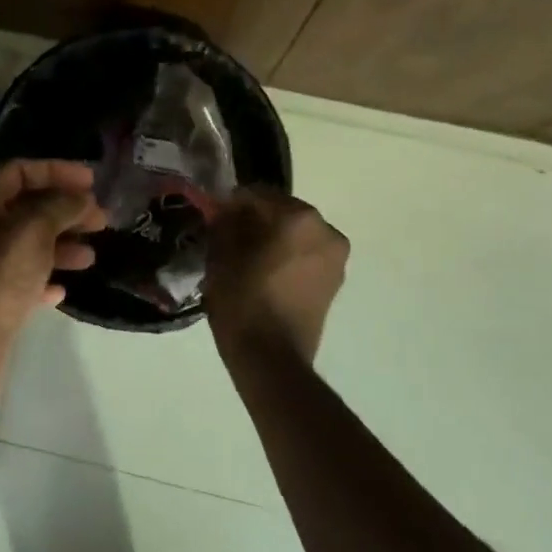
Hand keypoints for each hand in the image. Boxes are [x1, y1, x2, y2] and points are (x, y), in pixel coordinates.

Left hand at [0, 160, 107, 381]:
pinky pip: (23, 280)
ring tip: (91, 256)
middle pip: (25, 208)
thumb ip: (59, 206)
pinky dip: (45, 279)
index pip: (18, 171)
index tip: (93, 181)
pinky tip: (63, 288)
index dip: (56, 171)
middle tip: (102, 219)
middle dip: (65, 210)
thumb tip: (81, 198)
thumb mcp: (31, 230)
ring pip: (27, 245)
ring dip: (60, 245)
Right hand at [205, 187, 347, 362]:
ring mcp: (335, 257)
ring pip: (296, 234)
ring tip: (247, 258)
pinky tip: (265, 274)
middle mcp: (326, 230)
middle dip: (257, 220)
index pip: (257, 194)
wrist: (271, 358)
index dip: (232, 203)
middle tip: (229, 236)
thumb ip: (225, 223)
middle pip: (282, 211)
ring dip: (273, 238)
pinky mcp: (335, 280)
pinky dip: (287, 257)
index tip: (215, 216)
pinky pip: (306, 255)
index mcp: (298, 218)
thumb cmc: (242, 302)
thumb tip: (228, 211)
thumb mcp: (221, 256)